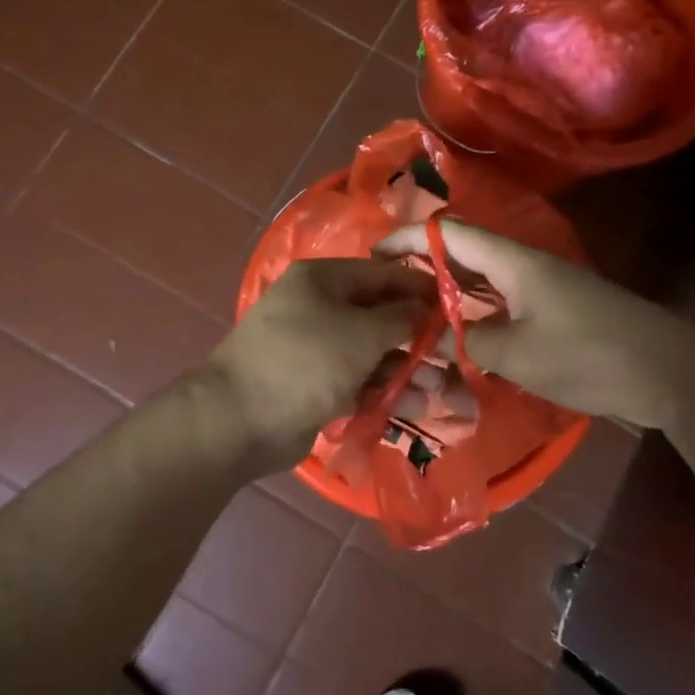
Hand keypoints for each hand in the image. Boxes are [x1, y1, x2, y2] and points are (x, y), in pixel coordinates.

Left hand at [208, 259, 435, 467]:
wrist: (240, 420)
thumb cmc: (306, 361)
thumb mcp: (361, 333)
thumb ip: (400, 318)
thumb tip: (424, 309)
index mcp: (322, 280)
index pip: (381, 274)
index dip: (419, 289)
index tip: (455, 308)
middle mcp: (317, 307)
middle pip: (378, 316)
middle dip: (415, 339)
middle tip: (450, 359)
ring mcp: (314, 348)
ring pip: (370, 353)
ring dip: (404, 371)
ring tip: (437, 393)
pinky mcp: (314, 385)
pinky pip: (356, 381)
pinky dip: (381, 391)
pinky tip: (411, 407)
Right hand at [376, 221, 694, 426]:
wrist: (669, 372)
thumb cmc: (588, 355)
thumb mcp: (516, 354)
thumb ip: (468, 343)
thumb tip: (438, 340)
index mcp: (513, 262)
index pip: (450, 235)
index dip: (409, 239)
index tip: (374, 253)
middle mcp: (525, 266)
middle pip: (464, 253)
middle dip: (424, 266)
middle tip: (388, 290)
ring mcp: (544, 288)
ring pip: (484, 280)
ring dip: (450, 292)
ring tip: (415, 312)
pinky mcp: (558, 310)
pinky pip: (504, 301)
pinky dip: (477, 312)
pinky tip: (462, 335)